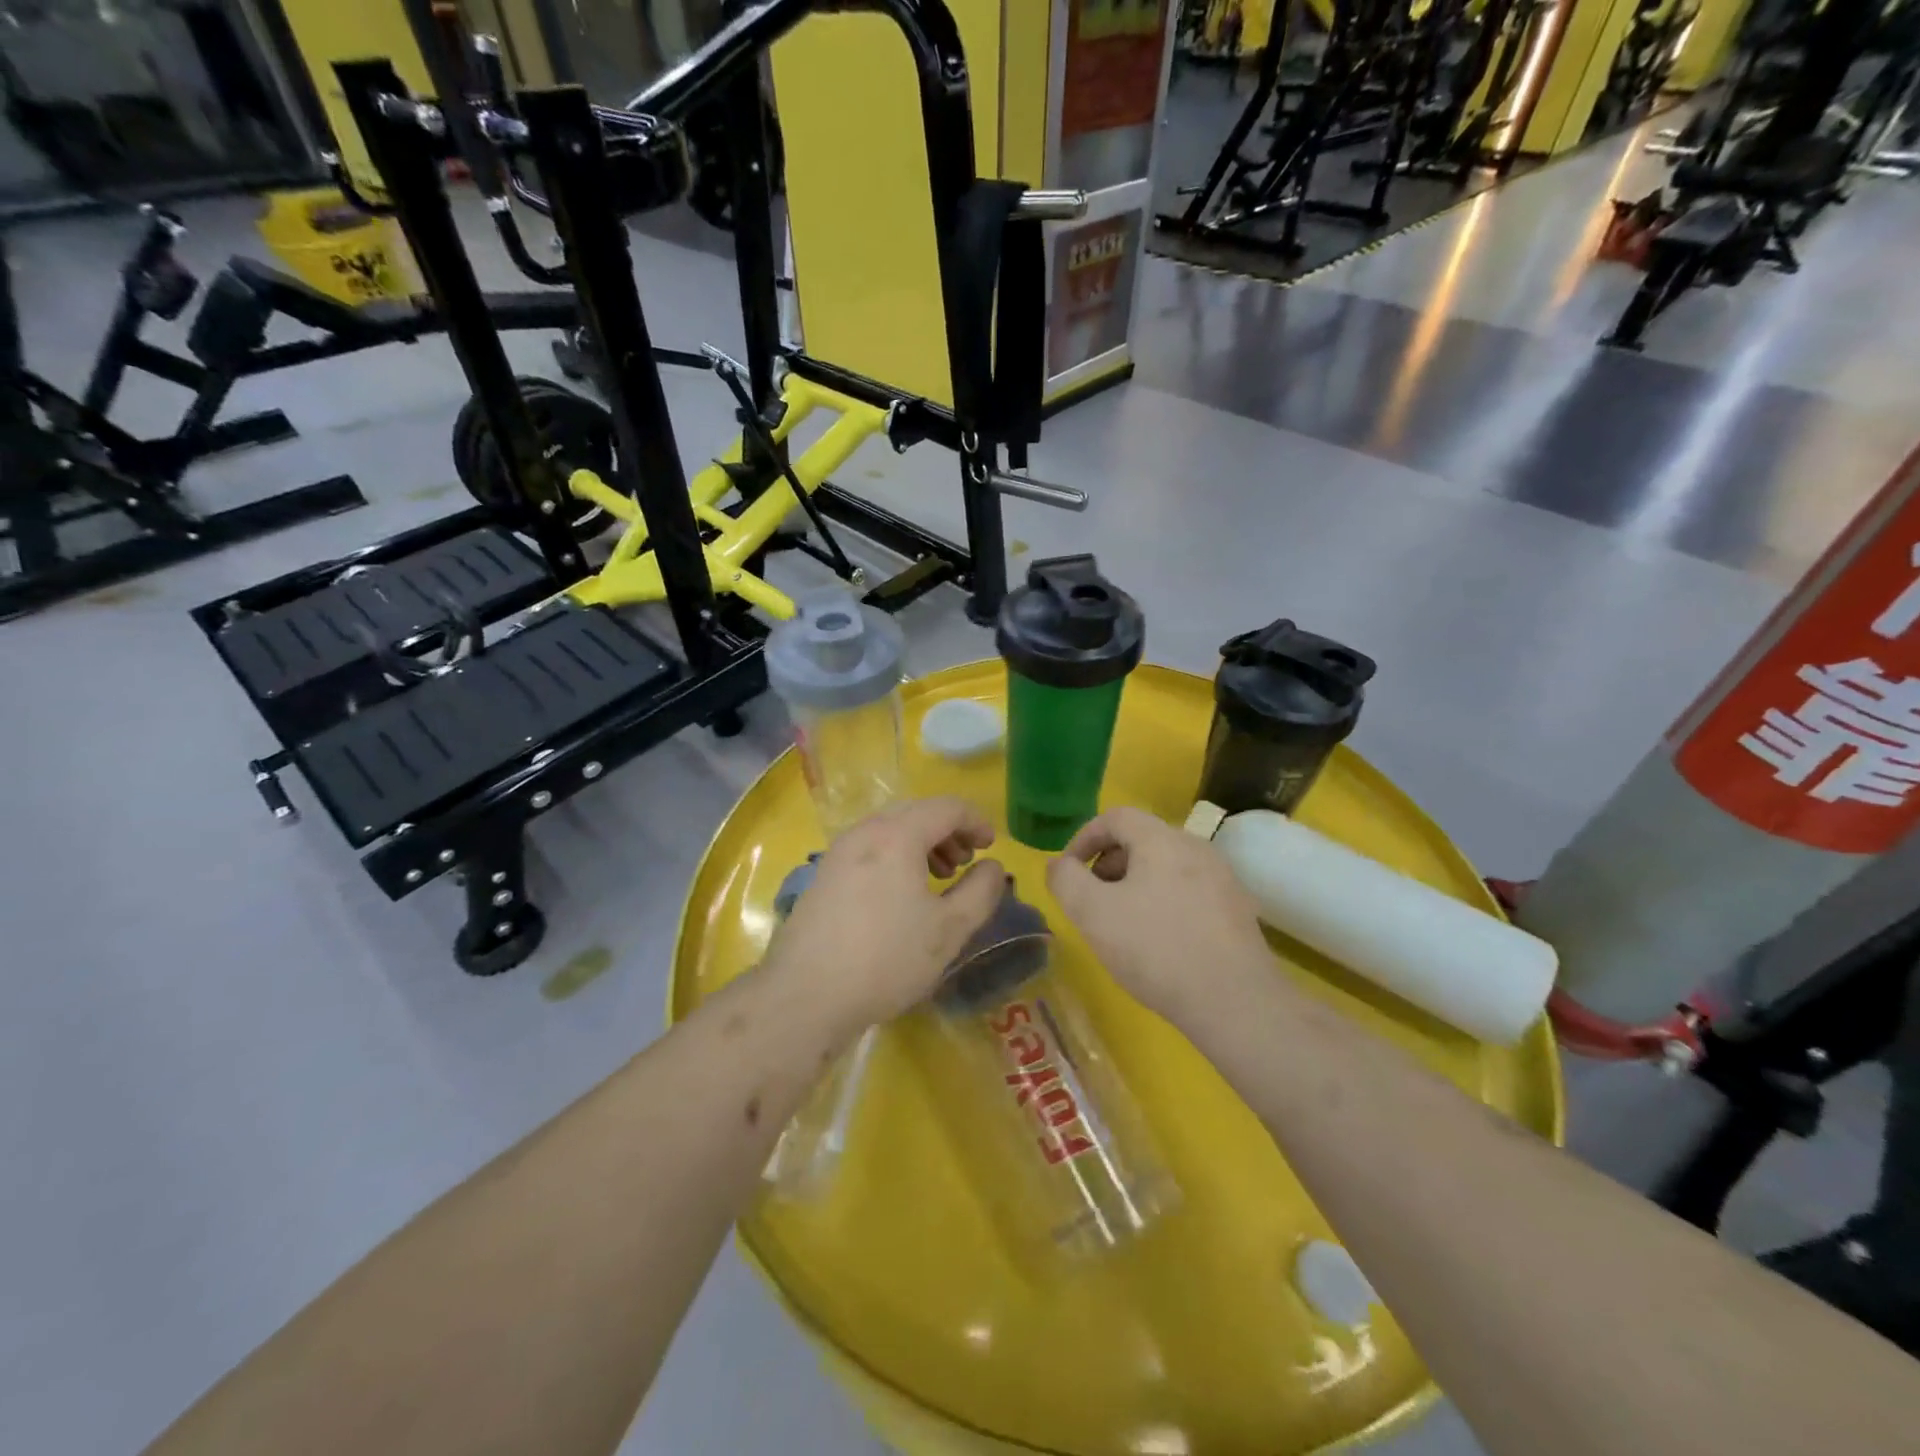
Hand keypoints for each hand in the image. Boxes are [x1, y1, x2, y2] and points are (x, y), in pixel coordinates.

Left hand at [765, 797, 1005, 1030]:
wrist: (805, 996)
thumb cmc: (886, 959)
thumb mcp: (949, 930)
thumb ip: (981, 892)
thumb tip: (993, 866)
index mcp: (897, 835)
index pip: (946, 807)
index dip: (976, 821)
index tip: (991, 847)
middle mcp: (864, 832)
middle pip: (916, 812)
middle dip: (948, 831)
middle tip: (965, 864)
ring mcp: (837, 853)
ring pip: (889, 830)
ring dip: (921, 844)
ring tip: (938, 879)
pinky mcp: (822, 877)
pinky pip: (868, 849)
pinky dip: (895, 857)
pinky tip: (900, 896)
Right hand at [1046, 805, 1272, 1025]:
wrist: (1234, 1001)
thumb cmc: (1156, 948)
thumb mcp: (1093, 913)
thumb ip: (1066, 881)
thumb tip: (1059, 865)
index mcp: (1162, 840)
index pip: (1115, 817)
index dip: (1083, 837)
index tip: (1068, 871)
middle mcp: (1196, 848)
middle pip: (1142, 840)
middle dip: (1108, 864)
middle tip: (1091, 900)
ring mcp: (1222, 879)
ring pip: (1166, 867)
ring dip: (1134, 885)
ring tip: (1121, 924)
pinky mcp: (1237, 910)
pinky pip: (1188, 891)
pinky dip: (1163, 902)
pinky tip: (1158, 942)